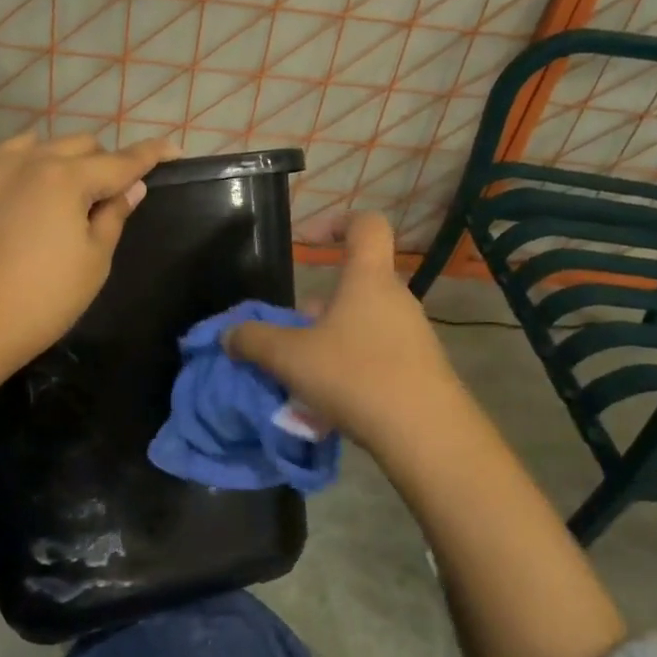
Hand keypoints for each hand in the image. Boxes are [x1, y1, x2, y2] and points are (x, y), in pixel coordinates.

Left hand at [0, 131, 176, 400]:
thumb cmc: (43, 301)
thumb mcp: (94, 262)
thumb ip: (114, 216)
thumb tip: (132, 185)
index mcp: (67, 179)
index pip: (120, 160)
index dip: (150, 155)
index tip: (171, 151)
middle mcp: (27, 160)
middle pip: (78, 144)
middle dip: (101, 162)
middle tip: (106, 194)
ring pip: (30, 143)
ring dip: (52, 159)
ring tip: (54, 190)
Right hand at [225, 212, 470, 455]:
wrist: (427, 434)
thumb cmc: (356, 376)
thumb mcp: (291, 358)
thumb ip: (254, 342)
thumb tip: (229, 335)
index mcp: (368, 279)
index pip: (366, 225)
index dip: (337, 222)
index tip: (309, 241)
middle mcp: (396, 299)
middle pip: (356, 284)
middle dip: (319, 305)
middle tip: (292, 334)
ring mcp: (414, 334)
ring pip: (364, 323)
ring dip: (333, 339)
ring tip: (305, 375)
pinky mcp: (422, 369)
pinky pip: (379, 354)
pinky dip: (353, 367)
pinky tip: (333, 403)